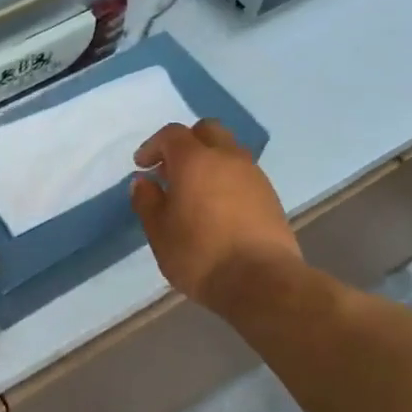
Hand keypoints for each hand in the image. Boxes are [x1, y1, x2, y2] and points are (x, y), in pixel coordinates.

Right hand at [130, 120, 302, 309]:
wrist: (261, 281)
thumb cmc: (199, 255)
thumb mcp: (159, 232)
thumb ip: (147, 201)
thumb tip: (143, 182)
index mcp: (195, 161)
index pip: (172, 134)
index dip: (153, 146)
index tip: (142, 166)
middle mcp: (227, 157)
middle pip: (206, 131)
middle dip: (186, 143)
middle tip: (170, 170)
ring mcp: (253, 175)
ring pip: (228, 151)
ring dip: (209, 161)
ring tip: (194, 192)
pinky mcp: (270, 195)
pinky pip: (243, 173)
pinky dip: (226, 179)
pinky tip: (217, 208)